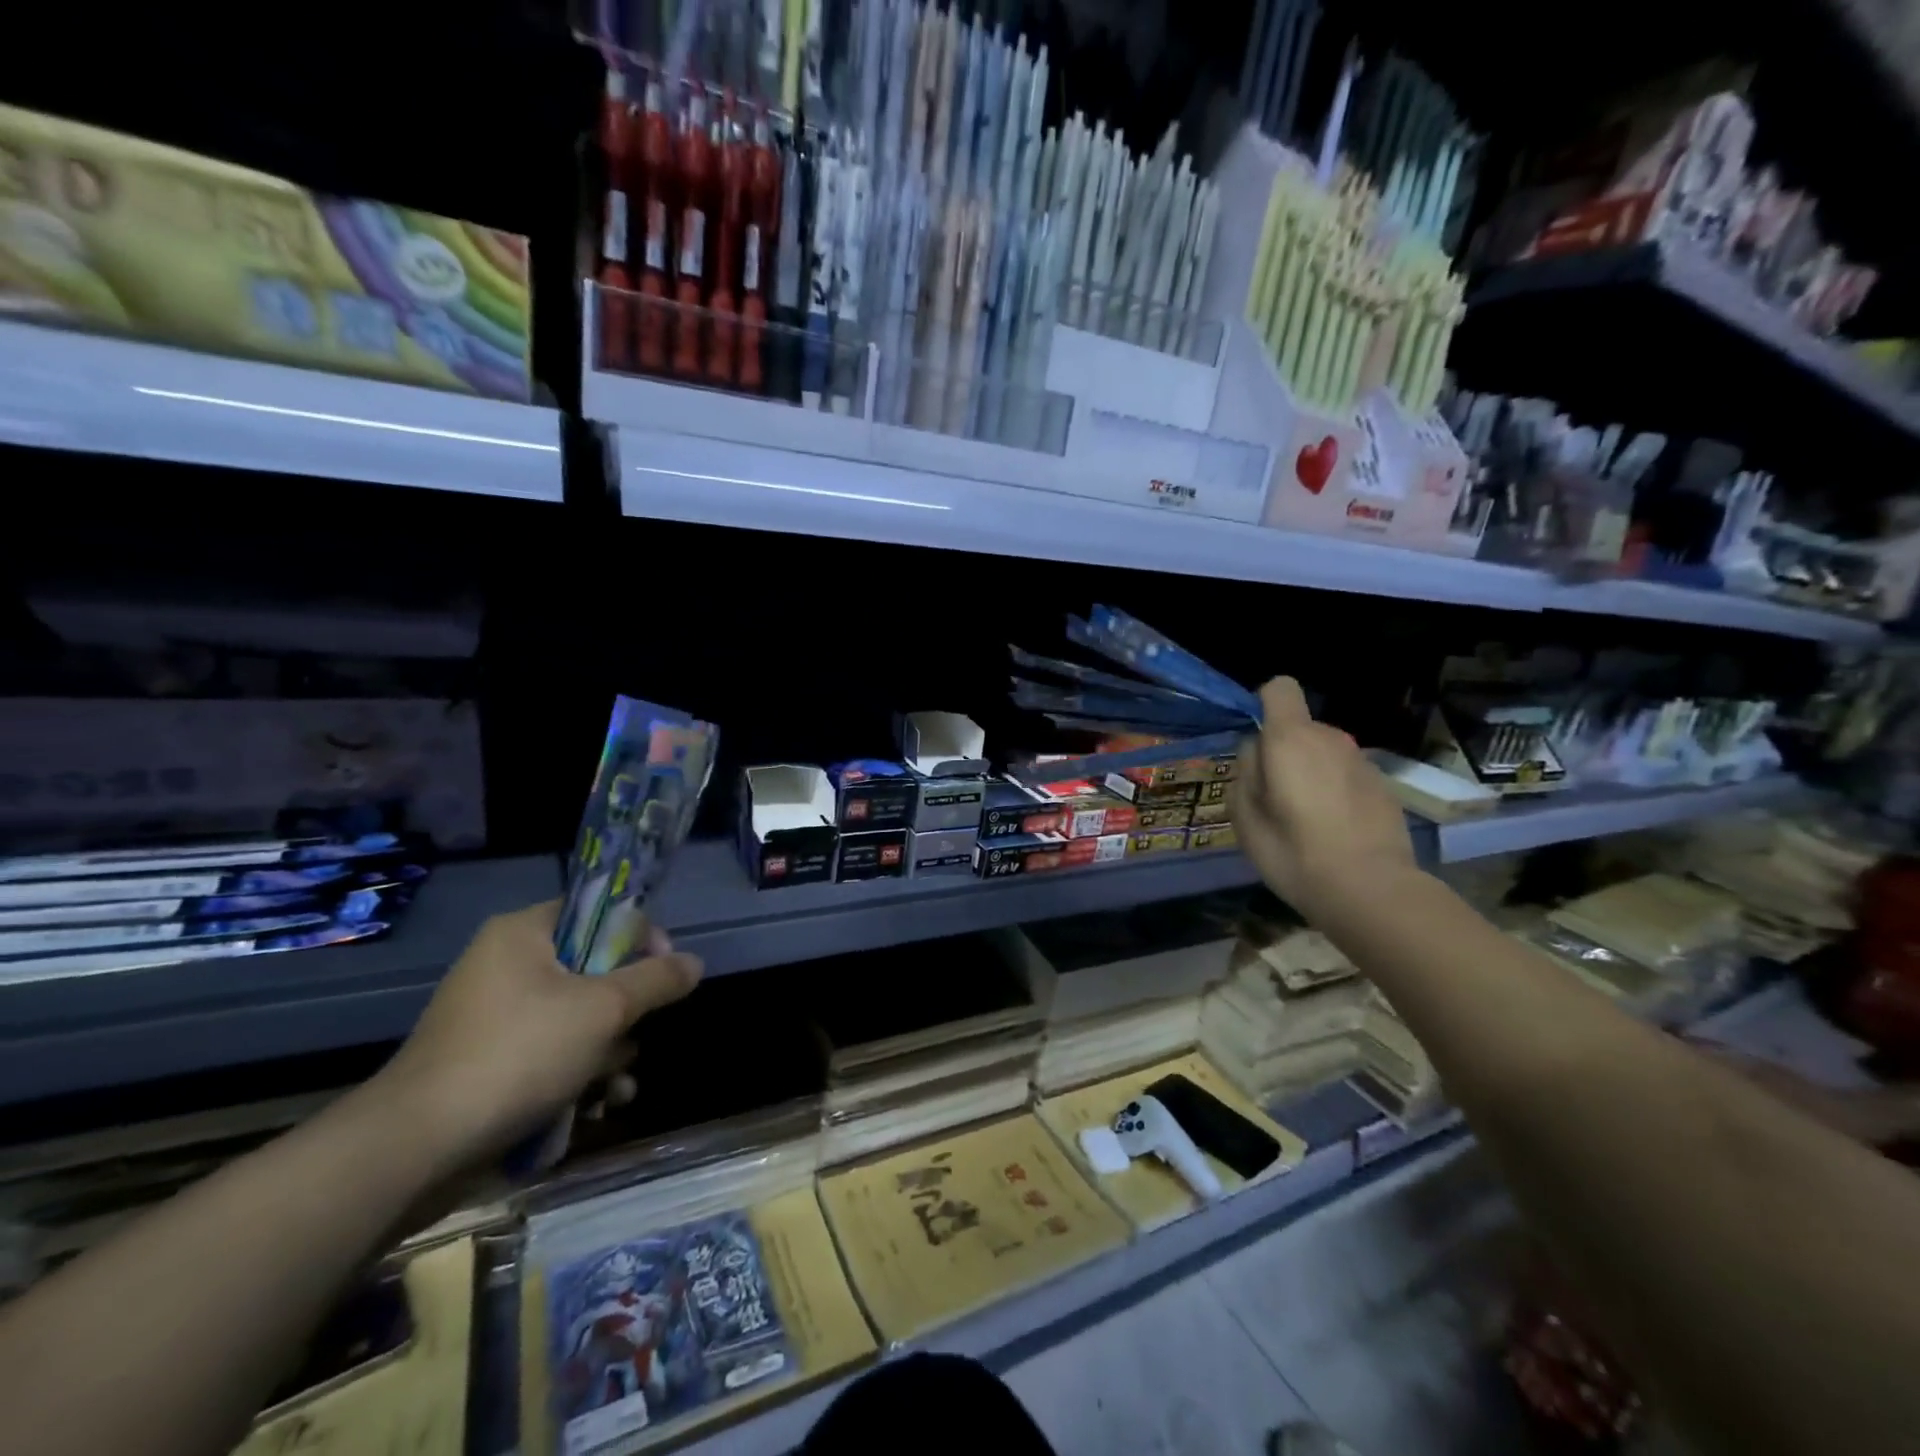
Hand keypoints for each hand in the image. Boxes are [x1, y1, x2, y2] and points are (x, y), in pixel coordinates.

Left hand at [376, 901, 701, 1173]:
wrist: (416, 1149)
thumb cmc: (519, 1053)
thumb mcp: (605, 1009)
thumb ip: (656, 979)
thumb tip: (694, 963)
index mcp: (522, 934)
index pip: (595, 911)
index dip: (636, 934)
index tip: (661, 969)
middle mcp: (504, 967)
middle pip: (590, 970)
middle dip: (625, 1009)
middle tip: (638, 1032)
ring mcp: (491, 1020)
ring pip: (574, 1019)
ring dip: (607, 1051)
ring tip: (619, 1086)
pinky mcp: (485, 1066)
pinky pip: (548, 1055)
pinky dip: (575, 1077)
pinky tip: (596, 1108)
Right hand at [1231, 676, 1416, 915]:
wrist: (1370, 889)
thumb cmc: (1293, 852)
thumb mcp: (1245, 816)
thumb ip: (1245, 771)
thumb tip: (1255, 750)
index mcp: (1290, 739)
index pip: (1280, 688)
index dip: (1264, 705)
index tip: (1257, 742)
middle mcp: (1330, 738)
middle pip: (1300, 726)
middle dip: (1284, 751)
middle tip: (1274, 798)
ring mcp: (1362, 761)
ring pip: (1324, 752)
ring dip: (1311, 772)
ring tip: (1305, 818)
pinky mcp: (1384, 785)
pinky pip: (1346, 774)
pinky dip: (1336, 790)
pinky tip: (1335, 829)